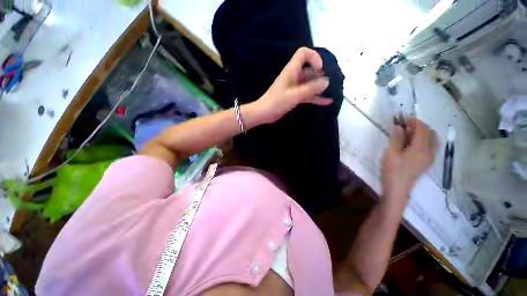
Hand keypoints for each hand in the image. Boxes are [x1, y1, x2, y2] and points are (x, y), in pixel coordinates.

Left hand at [253, 47, 331, 123]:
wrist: (264, 114)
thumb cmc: (277, 102)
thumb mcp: (295, 95)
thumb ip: (311, 88)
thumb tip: (327, 81)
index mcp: (292, 69)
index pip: (303, 53)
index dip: (314, 57)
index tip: (320, 69)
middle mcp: (295, 74)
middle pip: (310, 68)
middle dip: (322, 73)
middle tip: (333, 83)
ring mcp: (296, 85)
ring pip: (311, 81)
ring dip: (321, 85)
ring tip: (333, 90)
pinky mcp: (296, 94)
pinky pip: (309, 93)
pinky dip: (318, 96)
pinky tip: (328, 101)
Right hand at [381, 117, 435, 199]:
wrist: (397, 193)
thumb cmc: (393, 173)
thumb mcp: (391, 152)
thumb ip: (396, 136)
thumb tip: (398, 125)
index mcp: (420, 148)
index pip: (421, 127)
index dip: (413, 120)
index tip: (403, 119)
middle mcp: (428, 151)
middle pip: (429, 132)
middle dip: (419, 126)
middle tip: (407, 127)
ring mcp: (429, 158)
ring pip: (432, 139)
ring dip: (423, 133)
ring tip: (411, 136)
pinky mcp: (427, 164)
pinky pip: (432, 147)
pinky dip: (426, 141)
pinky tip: (416, 145)